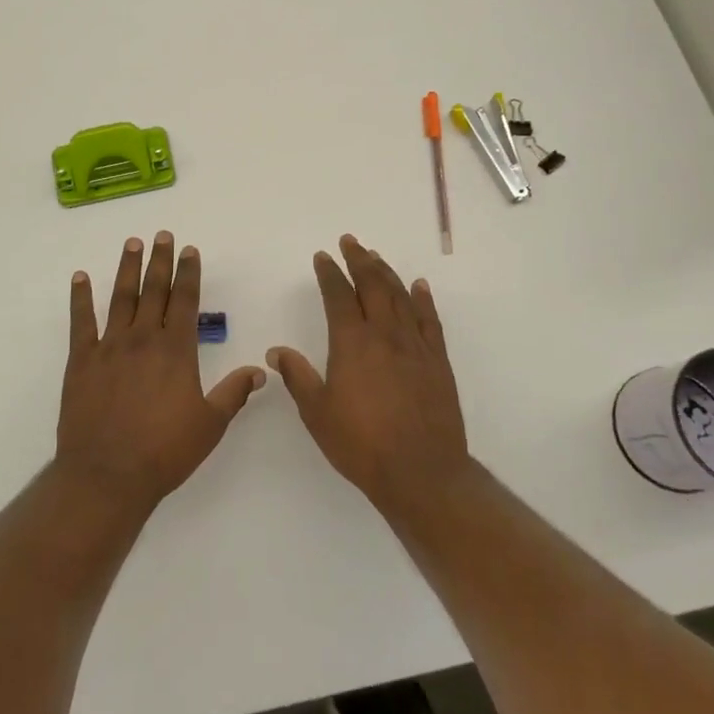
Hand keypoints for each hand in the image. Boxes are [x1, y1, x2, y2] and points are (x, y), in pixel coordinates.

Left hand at [56, 232, 265, 509]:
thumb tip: (260, 371)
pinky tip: (80, 277)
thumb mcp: (210, 425)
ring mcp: (110, 346)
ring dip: (127, 269)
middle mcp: (143, 338)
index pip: (185, 300)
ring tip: (132, 243)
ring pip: (120, 297)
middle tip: (163, 235)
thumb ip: (233, 393)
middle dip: (160, 261)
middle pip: (154, 290)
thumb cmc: (164, 452)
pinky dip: (80, 297)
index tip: (190, 250)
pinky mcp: (82, 360)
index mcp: (176, 350)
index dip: (188, 273)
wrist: (107, 474)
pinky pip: (81, 321)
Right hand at [266, 235, 471, 518]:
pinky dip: (423, 298)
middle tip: (350, 241)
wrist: (421, 471)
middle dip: (359, 260)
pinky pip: (430, 319)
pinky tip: (418, 286)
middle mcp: (384, 334)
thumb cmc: (362, 444)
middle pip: (372, 285)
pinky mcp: (438, 360)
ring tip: (375, 257)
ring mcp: (415, 345)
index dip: (329, 273)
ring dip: (386, 272)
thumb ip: (297, 377)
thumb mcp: (317, 413)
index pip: (338, 295)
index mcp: (352, 343)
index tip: (323, 256)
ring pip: (400, 296)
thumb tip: (276, 352)